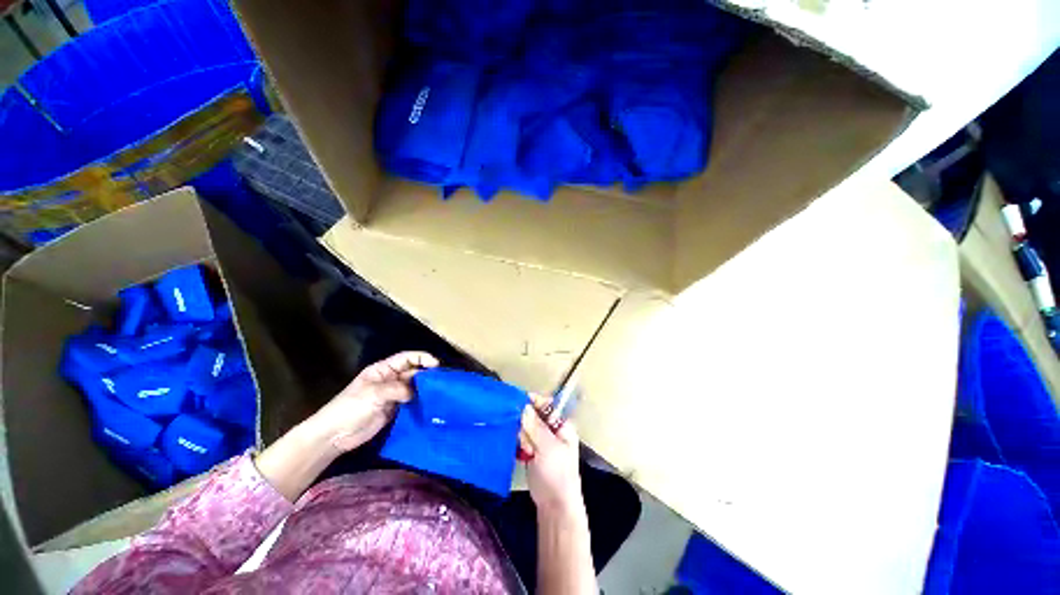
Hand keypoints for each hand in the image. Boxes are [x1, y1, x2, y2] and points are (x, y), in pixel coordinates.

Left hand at [311, 351, 438, 452]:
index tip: (437, 365)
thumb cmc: (350, 408)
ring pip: (414, 386)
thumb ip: (398, 389)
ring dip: (425, 388)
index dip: (422, 358)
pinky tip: (431, 404)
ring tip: (441, 392)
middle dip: (427, 373)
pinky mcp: (395, 409)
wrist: (334, 436)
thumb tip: (416, 392)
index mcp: (383, 369)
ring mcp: (393, 395)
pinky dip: (421, 401)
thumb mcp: (373, 394)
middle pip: (413, 371)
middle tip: (443, 380)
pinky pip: (411, 401)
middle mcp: (390, 379)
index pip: (407, 358)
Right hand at [520, 395, 584, 516]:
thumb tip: (524, 407)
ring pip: (526, 426)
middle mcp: (552, 429)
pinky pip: (521, 438)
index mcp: (561, 425)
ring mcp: (541, 440)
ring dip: (521, 434)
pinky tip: (518, 450)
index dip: (535, 402)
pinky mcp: (531, 450)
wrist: (554, 505)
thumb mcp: (548, 448)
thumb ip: (536, 427)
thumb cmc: (558, 474)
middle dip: (526, 421)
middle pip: (534, 414)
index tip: (520, 401)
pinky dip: (517, 441)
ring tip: (525, 449)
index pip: (548, 405)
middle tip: (524, 436)